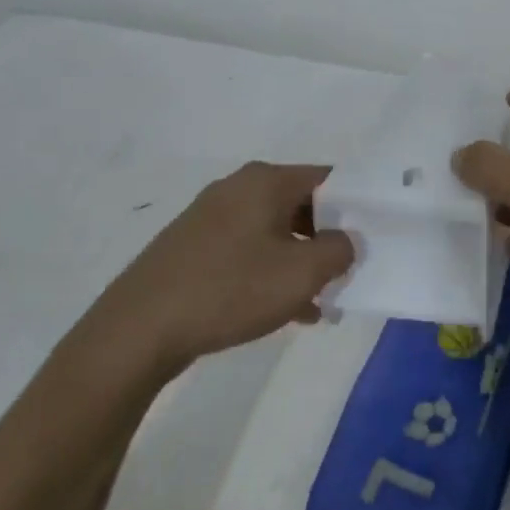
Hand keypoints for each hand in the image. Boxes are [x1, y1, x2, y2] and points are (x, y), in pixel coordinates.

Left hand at [82, 162, 354, 381]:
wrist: (137, 331)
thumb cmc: (229, 289)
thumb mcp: (302, 273)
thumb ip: (339, 250)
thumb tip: (345, 241)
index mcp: (266, 181)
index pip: (328, 179)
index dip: (356, 205)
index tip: (373, 235)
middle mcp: (238, 187)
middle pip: (301, 205)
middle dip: (327, 239)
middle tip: (348, 272)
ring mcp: (211, 217)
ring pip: (275, 232)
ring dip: (300, 262)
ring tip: (320, 300)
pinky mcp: (193, 247)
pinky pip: (247, 251)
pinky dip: (270, 273)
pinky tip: (284, 311)